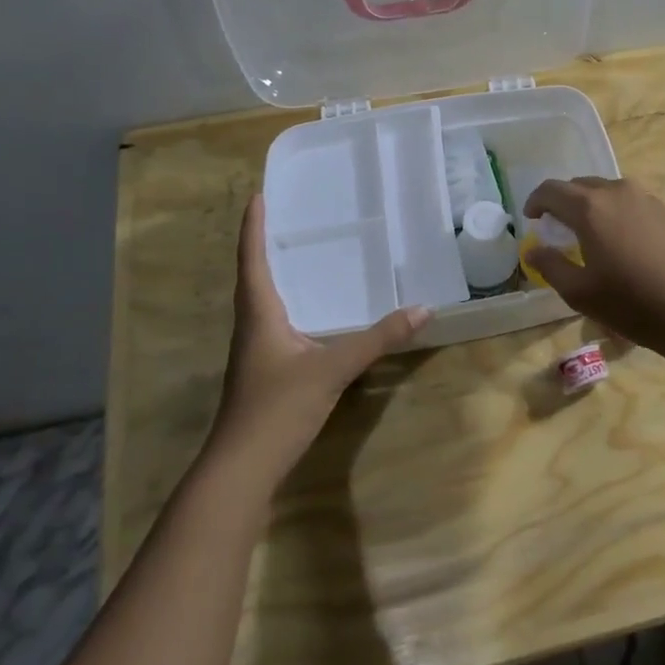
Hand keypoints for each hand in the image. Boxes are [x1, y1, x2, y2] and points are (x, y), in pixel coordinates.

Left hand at [215, 195, 430, 473]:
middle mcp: (253, 326)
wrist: (242, 467)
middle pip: (254, 276)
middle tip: (287, 218)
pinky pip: (276, 322)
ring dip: (275, 274)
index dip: (254, 228)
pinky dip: (289, 303)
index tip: (258, 196)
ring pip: (264, 301)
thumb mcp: (333, 369)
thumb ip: (378, 338)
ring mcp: (256, 350)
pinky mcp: (266, 370)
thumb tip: (422, 309)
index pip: (253, 260)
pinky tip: (312, 311)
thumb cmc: (278, 408)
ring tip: (301, 254)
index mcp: (260, 315)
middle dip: (265, 245)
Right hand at [522, 177, 664, 353]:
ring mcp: (646, 198)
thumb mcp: (580, 292)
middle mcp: (617, 191)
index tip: (531, 219)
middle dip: (562, 203)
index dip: (535, 202)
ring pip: (606, 192)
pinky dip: (613, 213)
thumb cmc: (633, 302)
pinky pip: (628, 202)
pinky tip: (619, 242)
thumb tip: (533, 249)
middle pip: (579, 186)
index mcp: (590, 207)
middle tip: (556, 230)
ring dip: (589, 207)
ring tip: (587, 236)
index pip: (551, 190)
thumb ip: (550, 265)